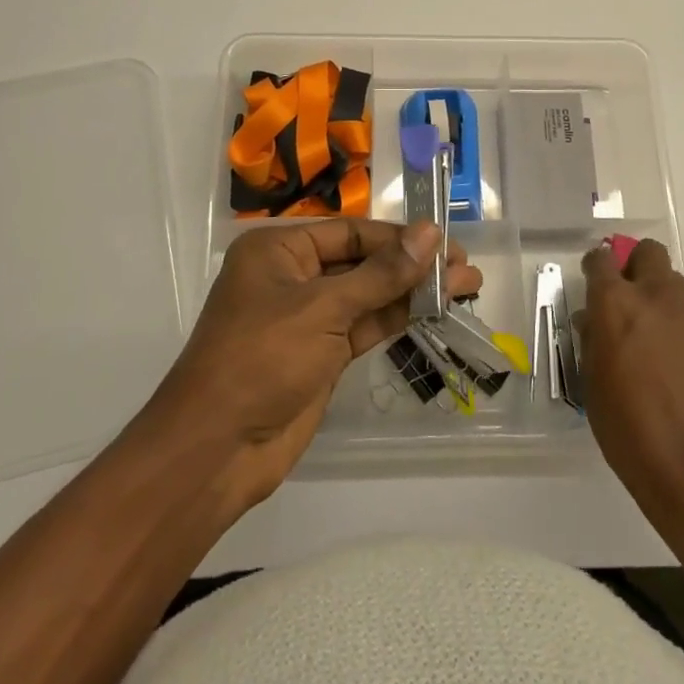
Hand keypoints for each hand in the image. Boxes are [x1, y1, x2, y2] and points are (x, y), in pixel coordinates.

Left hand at [149, 220, 481, 508]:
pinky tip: (435, 310)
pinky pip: (365, 325)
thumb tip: (430, 233)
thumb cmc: (261, 359)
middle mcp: (293, 276)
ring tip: (467, 287)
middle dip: (413, 264)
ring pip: (369, 295)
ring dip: (413, 291)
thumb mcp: (323, 309)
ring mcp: (308, 317)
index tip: (446, 242)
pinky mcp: (321, 354)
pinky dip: (398, 317)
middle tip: (466, 268)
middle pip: (363, 261)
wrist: (216, 450)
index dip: (399, 236)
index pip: (351, 232)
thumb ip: (381, 273)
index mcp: (279, 250)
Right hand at [580, 238, 683, 554]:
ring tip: (667, 349)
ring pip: (679, 287)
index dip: (597, 268)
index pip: (601, 259)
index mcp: (616, 303)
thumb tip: (594, 320)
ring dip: (668, 305)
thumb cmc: (628, 428)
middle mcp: (658, 294)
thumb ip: (593, 339)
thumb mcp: (592, 382)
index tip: (596, 284)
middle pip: (649, 252)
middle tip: (635, 305)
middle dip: (638, 268)